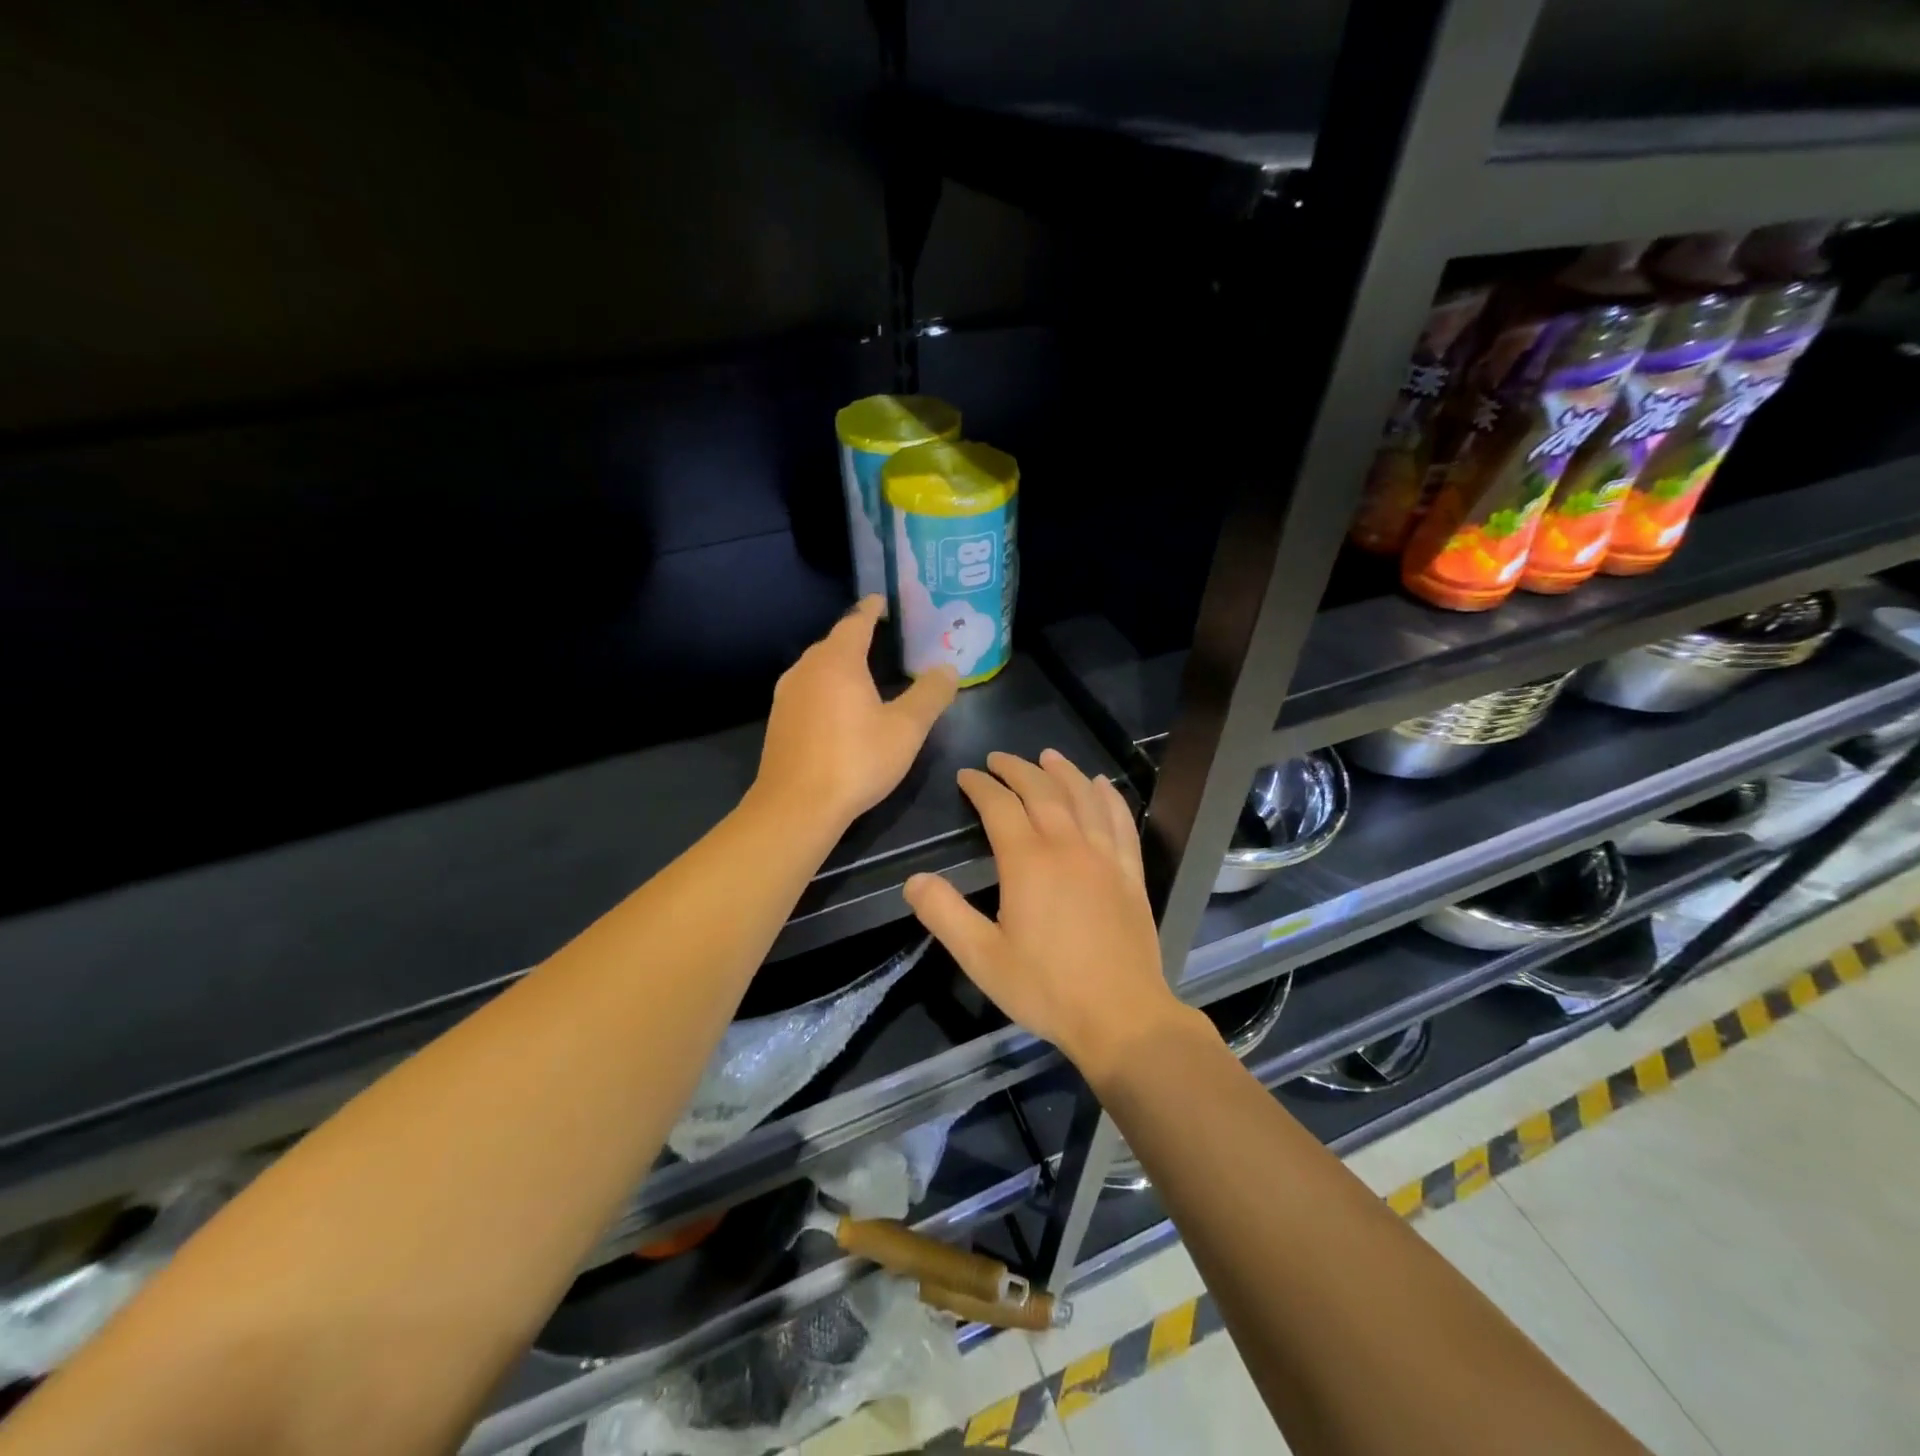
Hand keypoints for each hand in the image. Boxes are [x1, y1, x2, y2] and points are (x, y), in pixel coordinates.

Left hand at [755, 596, 959, 828]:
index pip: (856, 621)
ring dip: (840, 664)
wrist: (796, 806)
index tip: (883, 601)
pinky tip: (839, 707)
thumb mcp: (906, 729)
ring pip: (817, 667)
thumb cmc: (856, 760)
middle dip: (857, 636)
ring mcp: (787, 695)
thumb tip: (949, 669)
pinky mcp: (779, 721)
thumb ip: (930, 695)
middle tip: (883, 637)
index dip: (872, 609)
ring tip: (863, 671)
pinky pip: (807, 690)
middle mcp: (806, 669)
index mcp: (838, 661)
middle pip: (833, 642)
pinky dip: (827, 687)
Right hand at [903, 750, 1195, 1084]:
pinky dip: (1109, 797)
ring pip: (1083, 797)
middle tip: (999, 758)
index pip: (1000, 806)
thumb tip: (913, 880)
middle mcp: (1067, 846)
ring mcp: (1104, 856)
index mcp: (1028, 862)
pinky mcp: (1130, 872)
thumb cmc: (1046, 988)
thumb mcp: (982, 958)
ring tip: (1048, 755)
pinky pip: (1121, 821)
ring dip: (1063, 772)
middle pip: (1042, 791)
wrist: (1120, 1016)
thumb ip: (945, 915)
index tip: (967, 775)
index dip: (981, 786)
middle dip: (1017, 769)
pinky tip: (1102, 786)